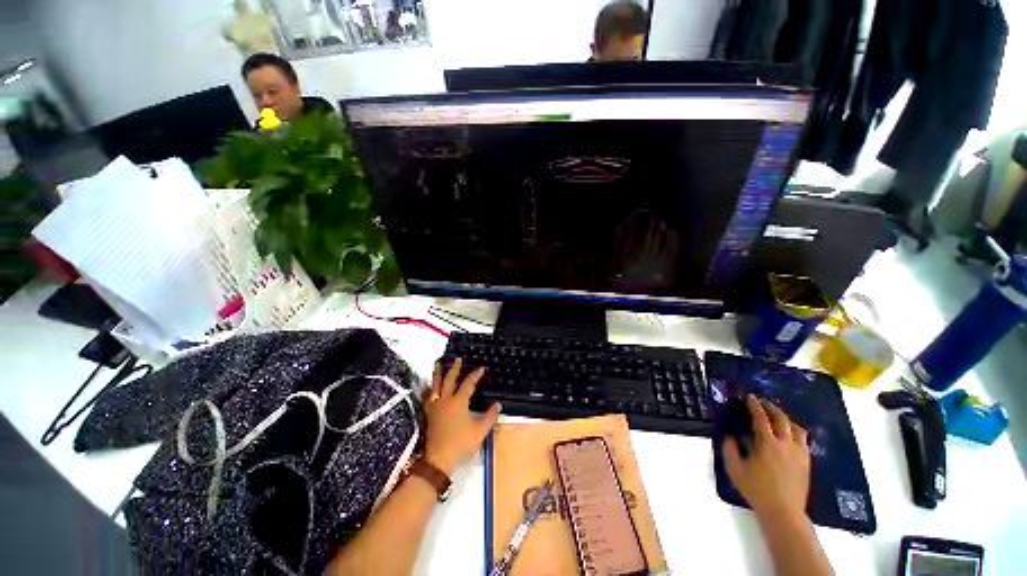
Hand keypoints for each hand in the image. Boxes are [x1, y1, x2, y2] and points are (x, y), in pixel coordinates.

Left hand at [423, 359, 500, 475]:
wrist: (438, 459)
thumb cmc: (461, 443)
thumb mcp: (480, 431)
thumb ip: (490, 416)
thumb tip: (497, 404)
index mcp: (459, 401)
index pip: (468, 383)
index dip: (475, 375)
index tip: (481, 368)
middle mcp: (446, 400)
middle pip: (450, 379)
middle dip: (454, 368)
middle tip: (457, 359)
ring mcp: (435, 406)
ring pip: (436, 385)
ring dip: (438, 374)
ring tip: (439, 364)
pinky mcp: (429, 414)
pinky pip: (428, 397)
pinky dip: (430, 389)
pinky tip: (430, 388)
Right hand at [723, 395, 810, 520]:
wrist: (783, 512)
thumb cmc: (756, 489)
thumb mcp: (735, 469)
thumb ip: (729, 449)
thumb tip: (729, 436)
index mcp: (767, 443)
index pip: (761, 418)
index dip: (754, 405)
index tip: (749, 397)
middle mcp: (786, 444)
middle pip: (782, 418)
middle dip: (771, 407)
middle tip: (762, 402)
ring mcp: (799, 453)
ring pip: (796, 428)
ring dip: (786, 419)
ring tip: (777, 417)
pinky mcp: (806, 462)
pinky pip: (803, 440)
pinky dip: (795, 432)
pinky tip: (789, 436)